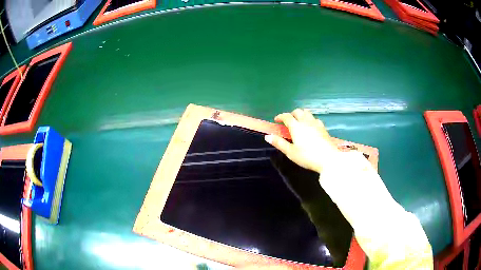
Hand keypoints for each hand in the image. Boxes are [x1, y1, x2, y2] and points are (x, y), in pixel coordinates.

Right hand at [265, 109, 337, 172]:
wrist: (328, 158)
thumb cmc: (307, 157)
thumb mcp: (291, 152)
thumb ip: (279, 143)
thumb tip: (267, 136)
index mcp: (296, 127)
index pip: (286, 116)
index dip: (280, 116)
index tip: (276, 120)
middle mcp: (306, 122)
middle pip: (298, 111)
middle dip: (291, 114)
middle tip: (288, 121)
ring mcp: (316, 124)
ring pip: (307, 113)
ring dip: (301, 114)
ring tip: (299, 122)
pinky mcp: (323, 128)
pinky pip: (315, 118)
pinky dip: (310, 119)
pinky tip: (311, 126)